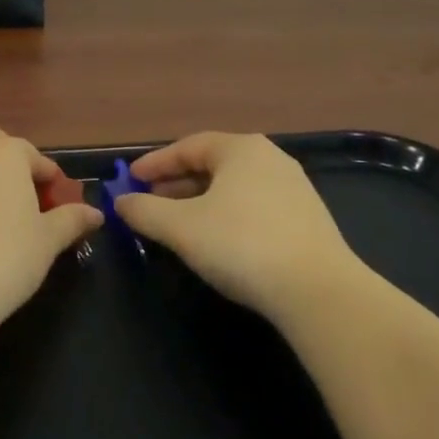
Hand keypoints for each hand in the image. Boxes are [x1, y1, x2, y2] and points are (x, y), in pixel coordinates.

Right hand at [114, 132, 355, 320]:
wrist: (318, 291)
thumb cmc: (241, 245)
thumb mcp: (180, 228)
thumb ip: (144, 211)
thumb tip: (121, 202)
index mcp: (241, 149)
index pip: (188, 146)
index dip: (155, 163)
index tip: (130, 180)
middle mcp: (270, 159)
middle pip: (213, 165)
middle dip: (177, 184)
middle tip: (150, 202)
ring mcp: (294, 189)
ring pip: (234, 188)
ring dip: (200, 201)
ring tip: (178, 225)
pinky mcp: (307, 220)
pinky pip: (254, 207)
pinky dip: (227, 215)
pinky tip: (217, 241)